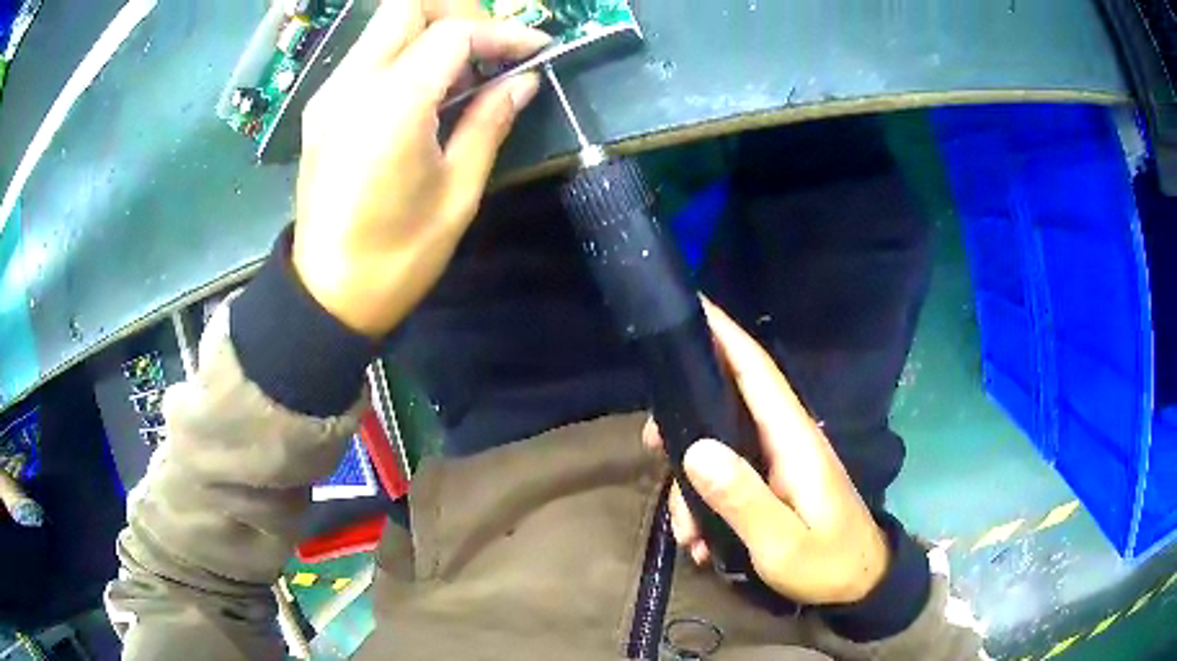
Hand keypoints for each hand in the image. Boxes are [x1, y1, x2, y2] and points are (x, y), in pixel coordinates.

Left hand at [292, 0, 550, 337]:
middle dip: (457, 14)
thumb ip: (489, 123)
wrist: (327, 295)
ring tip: (463, 74)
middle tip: (489, 50)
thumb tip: (523, 82)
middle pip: (406, 6)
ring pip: (383, 26)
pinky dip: (404, 54)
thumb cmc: (397, 257)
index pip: (452, 33)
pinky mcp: (321, 109)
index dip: (502, 34)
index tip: (536, 50)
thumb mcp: (458, 193)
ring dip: (430, 33)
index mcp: (391, 107)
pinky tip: (425, 93)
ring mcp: (330, 94)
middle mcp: (352, 85)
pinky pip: (367, 56)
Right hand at [643, 300, 889, 605]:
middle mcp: (783, 439)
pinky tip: (702, 543)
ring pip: (719, 448)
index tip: (688, 305)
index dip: (724, 334)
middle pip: (725, 405)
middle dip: (683, 423)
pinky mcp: (773, 482)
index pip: (756, 370)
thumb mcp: (782, 543)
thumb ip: (742, 499)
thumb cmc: (828, 563)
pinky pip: (729, 477)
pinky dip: (708, 505)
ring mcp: (778, 461)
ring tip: (687, 536)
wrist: (860, 585)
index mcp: (792, 439)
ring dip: (693, 486)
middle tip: (650, 447)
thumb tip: (695, 450)